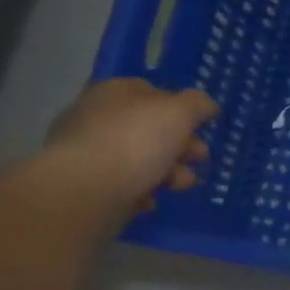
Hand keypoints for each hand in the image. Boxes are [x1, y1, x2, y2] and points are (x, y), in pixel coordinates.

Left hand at [42, 80, 217, 216]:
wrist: (85, 190)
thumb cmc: (136, 141)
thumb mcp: (180, 112)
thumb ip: (198, 104)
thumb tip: (205, 106)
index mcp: (114, 92)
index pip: (153, 91)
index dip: (181, 108)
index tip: (200, 128)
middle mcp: (96, 116)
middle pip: (150, 128)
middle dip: (181, 145)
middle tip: (198, 159)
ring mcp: (86, 151)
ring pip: (140, 158)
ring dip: (168, 171)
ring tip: (179, 185)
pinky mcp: (84, 183)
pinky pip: (123, 183)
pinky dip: (141, 190)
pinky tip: (149, 199)